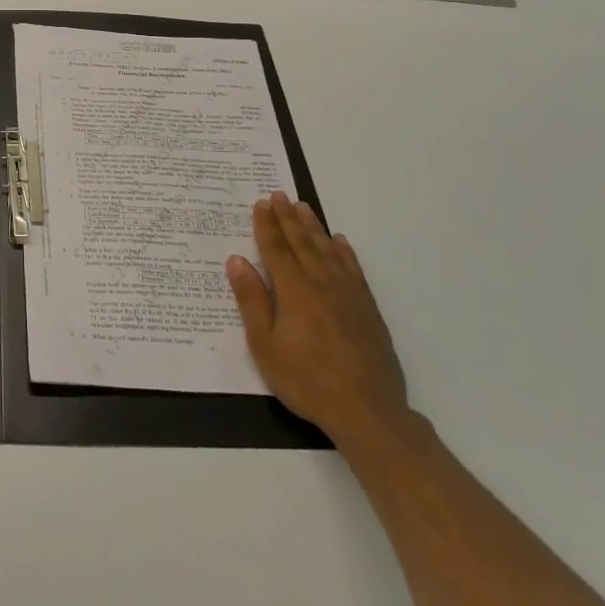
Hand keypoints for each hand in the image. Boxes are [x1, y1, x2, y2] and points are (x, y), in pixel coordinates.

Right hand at [227, 192, 410, 446]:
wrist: (367, 410)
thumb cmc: (306, 380)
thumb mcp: (265, 345)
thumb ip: (251, 300)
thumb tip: (237, 261)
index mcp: (294, 290)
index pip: (276, 249)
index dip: (266, 225)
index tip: (261, 203)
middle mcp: (322, 283)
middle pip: (302, 243)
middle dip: (288, 218)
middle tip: (279, 195)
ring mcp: (349, 294)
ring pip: (328, 250)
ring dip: (314, 227)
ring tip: (304, 207)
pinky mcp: (367, 308)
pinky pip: (353, 269)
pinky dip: (344, 252)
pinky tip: (340, 242)